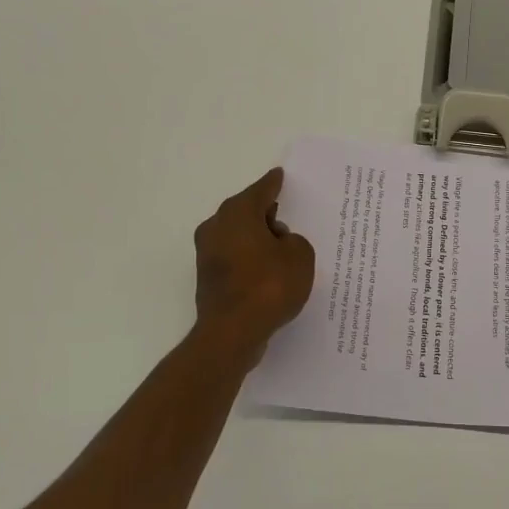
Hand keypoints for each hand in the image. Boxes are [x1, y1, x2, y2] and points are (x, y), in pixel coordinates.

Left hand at [193, 169, 315, 360]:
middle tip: (284, 214)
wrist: (232, 333)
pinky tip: (268, 271)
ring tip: (281, 248)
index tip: (279, 175)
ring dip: (257, 239)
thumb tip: (278, 244)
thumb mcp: (300, 257)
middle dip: (264, 213)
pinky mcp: (208, 278)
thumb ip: (293, 242)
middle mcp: (216, 227)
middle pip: (245, 212)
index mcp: (237, 213)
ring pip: (238, 236)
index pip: (260, 191)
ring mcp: (208, 254)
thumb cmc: (269, 286)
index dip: (273, 184)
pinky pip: (235, 259)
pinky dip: (250, 260)